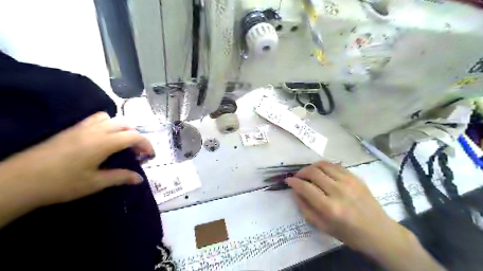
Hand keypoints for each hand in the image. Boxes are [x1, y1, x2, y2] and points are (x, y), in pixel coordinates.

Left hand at [2, 112, 153, 206]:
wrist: (19, 181)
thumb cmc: (60, 183)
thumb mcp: (94, 183)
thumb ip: (120, 177)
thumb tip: (139, 178)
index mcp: (103, 142)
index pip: (134, 136)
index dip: (146, 144)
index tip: (150, 155)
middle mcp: (95, 130)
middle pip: (125, 124)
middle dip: (136, 136)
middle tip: (136, 152)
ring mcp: (82, 127)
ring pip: (111, 118)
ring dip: (122, 128)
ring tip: (121, 143)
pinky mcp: (71, 129)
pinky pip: (96, 119)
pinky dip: (107, 125)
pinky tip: (102, 140)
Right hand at [286, 161, 410, 254]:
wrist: (379, 232)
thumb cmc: (349, 234)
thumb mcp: (322, 227)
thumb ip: (305, 208)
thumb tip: (295, 191)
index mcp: (330, 208)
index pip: (305, 187)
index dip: (293, 182)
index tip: (288, 181)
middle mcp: (338, 191)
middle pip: (313, 172)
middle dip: (301, 172)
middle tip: (298, 177)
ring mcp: (349, 181)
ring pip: (323, 165)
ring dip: (311, 167)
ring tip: (308, 173)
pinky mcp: (355, 177)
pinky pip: (335, 165)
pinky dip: (324, 166)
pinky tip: (322, 172)